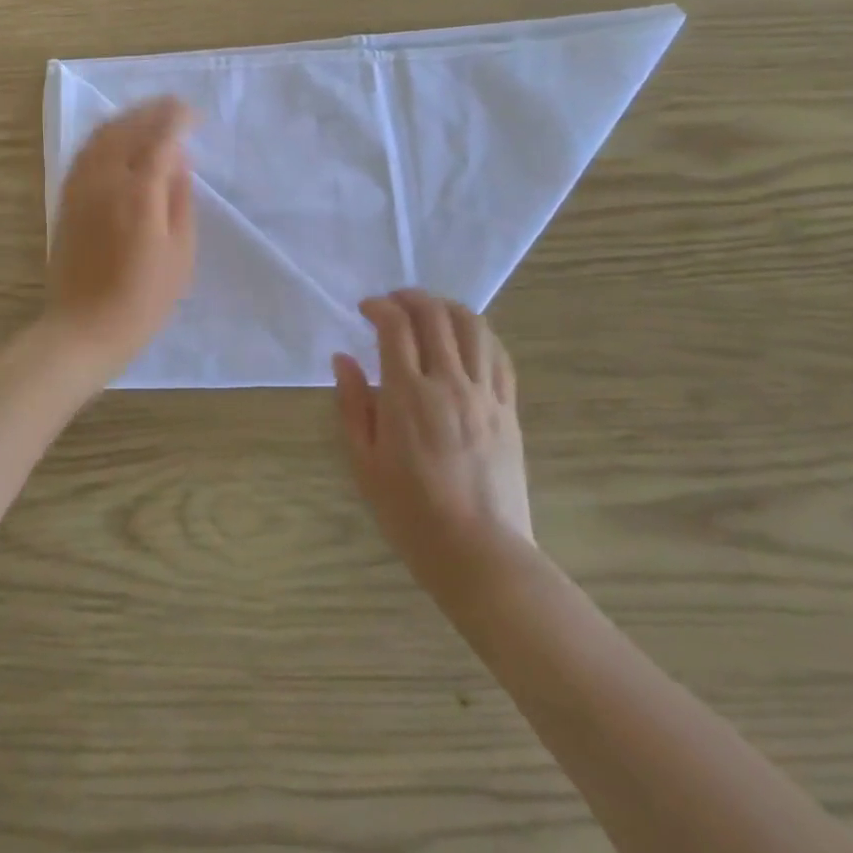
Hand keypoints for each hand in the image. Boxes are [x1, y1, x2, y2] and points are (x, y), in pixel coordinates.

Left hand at [44, 97, 195, 382]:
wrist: (84, 329)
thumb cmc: (143, 299)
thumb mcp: (180, 254)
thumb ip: (180, 200)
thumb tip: (178, 161)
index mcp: (139, 194)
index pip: (160, 138)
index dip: (178, 120)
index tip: (194, 115)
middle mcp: (105, 181)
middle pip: (128, 128)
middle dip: (153, 111)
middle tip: (176, 106)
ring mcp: (80, 188)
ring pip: (101, 136)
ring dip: (127, 118)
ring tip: (148, 114)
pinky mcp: (66, 199)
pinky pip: (84, 153)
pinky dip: (104, 136)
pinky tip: (116, 138)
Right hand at [335, 290, 533, 596]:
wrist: (480, 554)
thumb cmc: (411, 513)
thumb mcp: (364, 463)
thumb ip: (352, 405)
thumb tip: (343, 360)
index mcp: (408, 396)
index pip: (396, 326)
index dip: (379, 307)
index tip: (365, 310)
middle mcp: (450, 384)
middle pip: (435, 316)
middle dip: (411, 297)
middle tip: (393, 302)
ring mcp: (485, 395)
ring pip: (473, 327)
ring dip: (447, 307)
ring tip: (429, 311)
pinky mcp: (509, 409)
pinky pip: (499, 356)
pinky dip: (480, 333)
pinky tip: (466, 337)